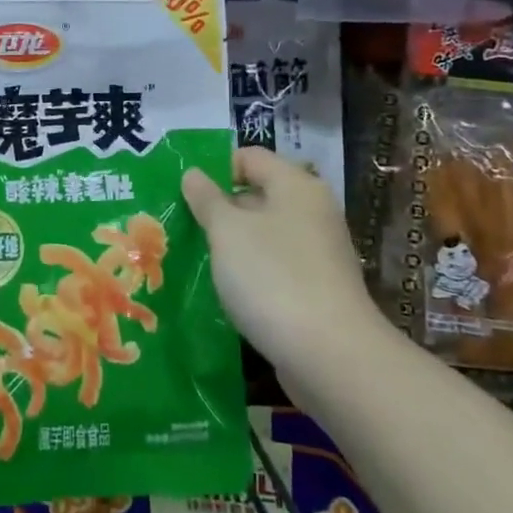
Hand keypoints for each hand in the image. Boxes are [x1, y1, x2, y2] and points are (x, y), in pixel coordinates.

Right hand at [182, 146, 381, 368]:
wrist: (331, 356)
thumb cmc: (272, 277)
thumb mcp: (227, 231)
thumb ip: (206, 199)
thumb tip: (194, 174)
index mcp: (296, 185)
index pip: (250, 157)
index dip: (215, 168)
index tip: (184, 193)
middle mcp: (313, 212)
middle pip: (258, 195)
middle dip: (220, 208)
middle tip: (181, 224)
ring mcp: (319, 253)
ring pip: (265, 234)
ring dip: (233, 243)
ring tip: (196, 258)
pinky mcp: (318, 290)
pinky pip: (275, 267)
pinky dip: (251, 273)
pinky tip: (226, 290)